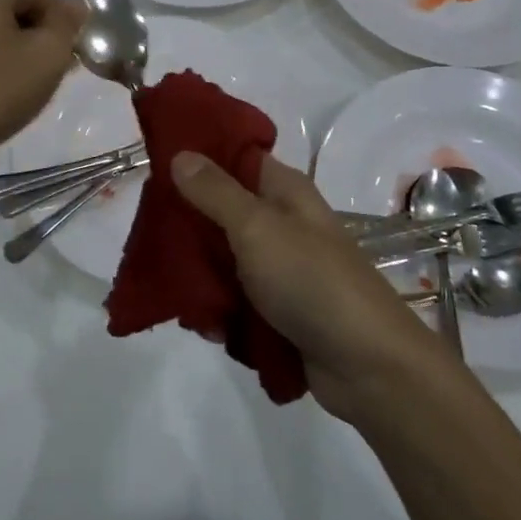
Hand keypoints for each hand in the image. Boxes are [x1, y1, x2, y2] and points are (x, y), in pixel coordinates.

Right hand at [171, 150, 460, 420]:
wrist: (367, 366)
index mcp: (284, 192)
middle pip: (222, 211)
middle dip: (188, 226)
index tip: (155, 165)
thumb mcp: (257, 228)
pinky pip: (235, 301)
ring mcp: (281, 269)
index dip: (199, 157)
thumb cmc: (311, 281)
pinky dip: (220, 311)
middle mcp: (282, 224)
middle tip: (152, 237)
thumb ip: (216, 192)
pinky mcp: (277, 310)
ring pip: (223, 259)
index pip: (236, 157)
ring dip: (200, 276)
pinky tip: (208, 327)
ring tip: (177, 294)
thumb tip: (182, 153)